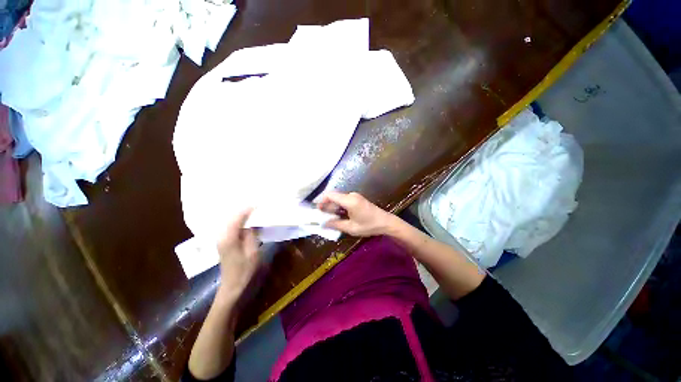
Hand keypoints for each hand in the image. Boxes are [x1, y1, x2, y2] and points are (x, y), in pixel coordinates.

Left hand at [216, 209, 259, 300]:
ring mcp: (221, 239)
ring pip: (230, 221)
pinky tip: (246, 220)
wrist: (232, 287)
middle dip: (243, 209)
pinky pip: (231, 226)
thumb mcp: (253, 252)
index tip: (258, 203)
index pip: (237, 218)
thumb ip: (251, 235)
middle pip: (231, 217)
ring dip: (240, 214)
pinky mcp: (224, 242)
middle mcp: (222, 236)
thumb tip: (252, 223)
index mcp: (229, 238)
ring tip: (252, 209)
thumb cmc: (245, 271)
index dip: (247, 210)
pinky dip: (238, 221)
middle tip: (256, 204)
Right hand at [318, 191, 395, 236]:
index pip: (330, 195)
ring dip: (333, 206)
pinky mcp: (358, 199)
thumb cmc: (369, 225)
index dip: (322, 201)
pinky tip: (339, 215)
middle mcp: (351, 195)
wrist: (386, 222)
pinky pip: (344, 200)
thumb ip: (336, 224)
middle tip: (323, 216)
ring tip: (330, 217)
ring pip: (339, 198)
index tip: (318, 210)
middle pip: (334, 196)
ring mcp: (355, 196)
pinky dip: (339, 206)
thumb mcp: (351, 228)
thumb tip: (323, 224)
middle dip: (327, 205)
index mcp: (349, 200)